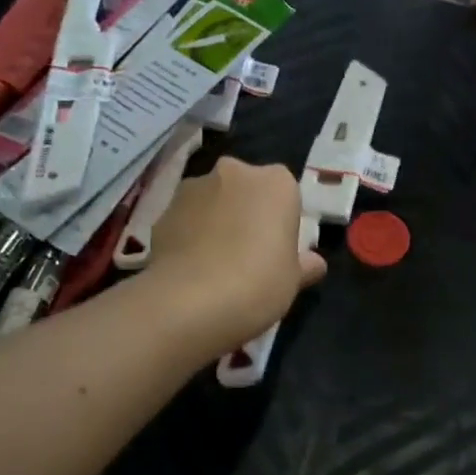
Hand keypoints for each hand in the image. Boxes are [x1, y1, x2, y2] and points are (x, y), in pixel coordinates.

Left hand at [146, 157, 325, 351]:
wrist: (191, 301)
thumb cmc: (259, 282)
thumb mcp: (293, 279)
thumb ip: (304, 265)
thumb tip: (314, 264)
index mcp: (276, 182)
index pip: (285, 192)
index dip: (281, 219)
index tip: (278, 247)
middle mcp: (234, 173)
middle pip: (245, 188)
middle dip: (246, 211)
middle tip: (248, 251)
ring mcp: (193, 188)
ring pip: (212, 200)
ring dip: (215, 220)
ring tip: (215, 263)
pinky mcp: (162, 211)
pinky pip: (185, 220)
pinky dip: (189, 235)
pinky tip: (191, 269)